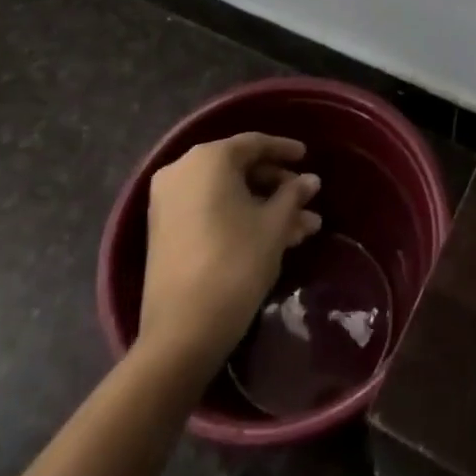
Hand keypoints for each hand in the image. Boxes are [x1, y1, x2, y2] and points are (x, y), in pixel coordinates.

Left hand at [138, 133, 321, 378]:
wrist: (182, 332)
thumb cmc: (235, 262)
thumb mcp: (274, 225)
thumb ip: (293, 195)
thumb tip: (310, 180)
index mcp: (208, 159)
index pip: (254, 143)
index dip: (284, 150)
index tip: (308, 157)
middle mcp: (182, 171)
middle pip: (239, 169)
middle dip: (278, 187)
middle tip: (307, 201)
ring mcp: (168, 202)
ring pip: (227, 194)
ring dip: (264, 207)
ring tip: (303, 229)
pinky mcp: (165, 231)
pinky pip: (210, 210)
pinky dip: (239, 217)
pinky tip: (274, 237)